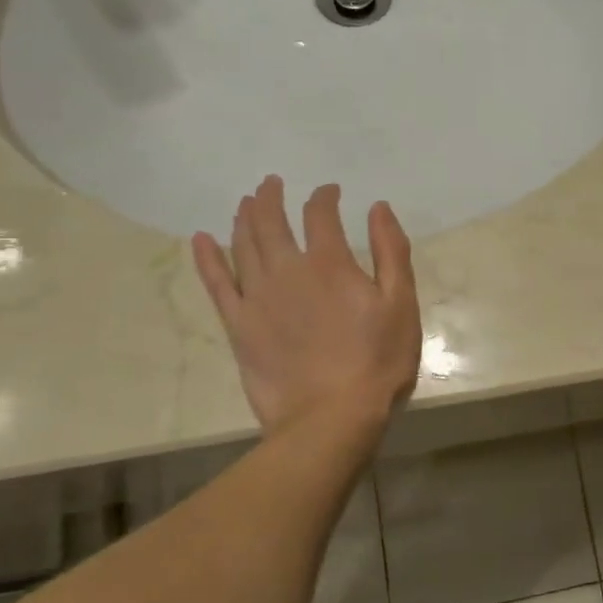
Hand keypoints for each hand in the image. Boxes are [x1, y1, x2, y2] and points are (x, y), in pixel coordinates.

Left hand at [190, 177, 422, 434]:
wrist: (332, 418)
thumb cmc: (378, 362)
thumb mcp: (402, 304)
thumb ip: (391, 251)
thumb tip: (377, 208)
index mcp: (330, 263)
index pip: (320, 214)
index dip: (324, 196)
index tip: (329, 191)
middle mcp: (288, 271)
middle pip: (270, 221)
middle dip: (270, 197)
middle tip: (271, 184)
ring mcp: (257, 298)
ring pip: (242, 245)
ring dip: (243, 218)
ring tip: (246, 203)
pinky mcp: (239, 326)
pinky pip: (216, 283)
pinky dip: (206, 258)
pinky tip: (201, 240)